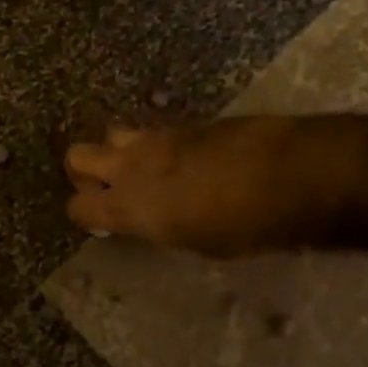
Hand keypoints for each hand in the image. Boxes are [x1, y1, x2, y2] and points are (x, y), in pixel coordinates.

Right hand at [65, 116, 339, 258]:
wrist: (290, 172)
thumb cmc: (245, 226)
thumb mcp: (198, 243)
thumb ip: (162, 226)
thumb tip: (156, 219)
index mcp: (129, 206)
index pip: (77, 206)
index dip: (85, 213)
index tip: (103, 222)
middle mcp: (131, 166)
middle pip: (76, 155)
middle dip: (85, 171)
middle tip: (108, 187)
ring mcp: (157, 138)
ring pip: (112, 134)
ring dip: (119, 151)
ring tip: (145, 170)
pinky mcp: (185, 123)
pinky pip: (153, 132)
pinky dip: (156, 146)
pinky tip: (184, 161)